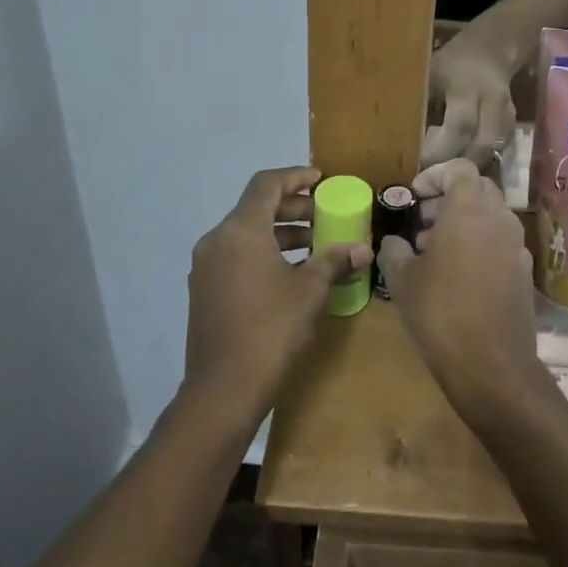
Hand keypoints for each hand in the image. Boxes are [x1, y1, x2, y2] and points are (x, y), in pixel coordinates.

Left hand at [184, 167, 370, 428]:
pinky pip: (237, 256)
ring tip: (314, 245)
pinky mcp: (205, 290)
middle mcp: (217, 240)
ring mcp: (207, 267)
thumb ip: (334, 261)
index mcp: (240, 231)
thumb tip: (362, 248)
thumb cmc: (270, 330)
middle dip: (292, 208)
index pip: (266, 184)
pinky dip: (264, 253)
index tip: (321, 180)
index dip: (295, 177)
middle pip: (256, 208)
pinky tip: (291, 273)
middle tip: (324, 215)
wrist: (223, 390)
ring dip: (280, 233)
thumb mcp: (310, 291)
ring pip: (246, 234)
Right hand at [377, 160, 549, 428]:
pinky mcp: (525, 271)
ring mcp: (517, 244)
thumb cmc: (440, 312)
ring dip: (463, 222)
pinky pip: (500, 242)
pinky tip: (458, 274)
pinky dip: (479, 243)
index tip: (413, 197)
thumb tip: (394, 242)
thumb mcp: (402, 279)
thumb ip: (394, 250)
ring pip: (490, 216)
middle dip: (447, 199)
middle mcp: (499, 218)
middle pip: (477, 189)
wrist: (492, 365)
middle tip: (420, 222)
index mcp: (469, 209)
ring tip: (433, 250)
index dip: (433, 176)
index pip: (458, 169)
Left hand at [424, 33, 516, 169]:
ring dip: (471, 167)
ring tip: (448, 175)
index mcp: (468, 87)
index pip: (460, 126)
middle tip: (436, 179)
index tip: (422, 164)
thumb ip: (422, 103)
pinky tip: (463, 165)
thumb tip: (401, 138)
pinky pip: (499, 151)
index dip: (442, 150)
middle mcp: (493, 103)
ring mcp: (507, 115)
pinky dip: (481, 161)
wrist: (491, 51)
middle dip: (459, 166)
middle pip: (482, 146)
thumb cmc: (452, 61)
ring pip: (493, 152)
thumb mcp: (431, 73)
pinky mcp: (512, 125)